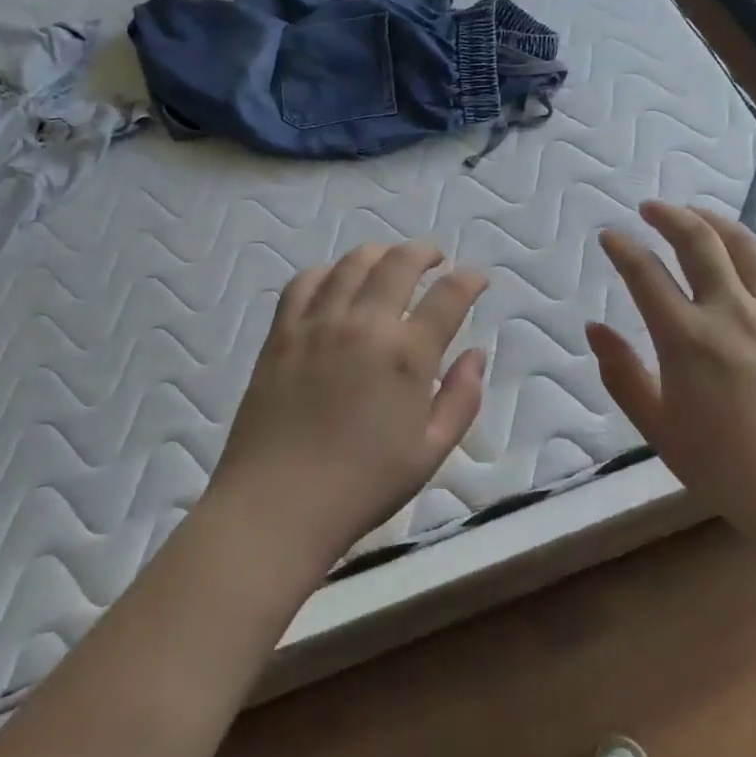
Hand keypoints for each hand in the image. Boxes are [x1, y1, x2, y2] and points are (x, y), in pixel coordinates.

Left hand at [210, 243, 488, 572]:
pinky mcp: (282, 332)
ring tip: (389, 259)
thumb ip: (462, 399)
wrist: (278, 504)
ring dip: (378, 253)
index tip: (477, 279)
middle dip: (424, 252)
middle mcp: (364, 324)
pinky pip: (305, 282)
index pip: (448, 296)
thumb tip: (476, 354)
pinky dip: (327, 270)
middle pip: (399, 263)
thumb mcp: (430, 452)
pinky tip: (335, 279)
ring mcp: (318, 323)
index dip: (469, 281)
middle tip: (435, 258)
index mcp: (407, 354)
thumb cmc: (363, 486)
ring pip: (352, 263)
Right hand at [587, 201, 755, 546]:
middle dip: (669, 216)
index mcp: (686, 338)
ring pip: (747, 246)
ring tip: (698, 215)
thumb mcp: (660, 430)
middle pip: (698, 242)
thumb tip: (594, 329)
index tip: (610, 236)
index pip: (645, 274)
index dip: (623, 249)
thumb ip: (623, 375)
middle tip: (651, 208)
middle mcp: (731, 312)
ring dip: (717, 222)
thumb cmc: (731, 471)